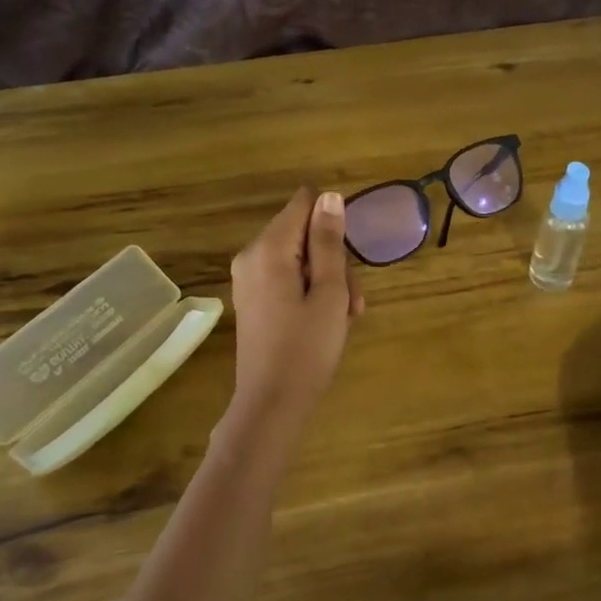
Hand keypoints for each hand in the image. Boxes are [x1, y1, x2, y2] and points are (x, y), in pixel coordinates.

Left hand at [227, 187, 364, 429]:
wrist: (271, 404)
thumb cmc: (307, 349)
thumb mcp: (329, 292)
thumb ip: (328, 242)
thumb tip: (329, 196)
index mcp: (269, 248)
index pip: (304, 203)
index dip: (332, 222)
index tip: (347, 257)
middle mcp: (251, 255)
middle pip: (301, 232)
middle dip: (333, 258)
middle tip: (352, 299)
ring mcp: (248, 278)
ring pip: (297, 257)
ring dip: (327, 278)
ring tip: (346, 315)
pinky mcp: (252, 298)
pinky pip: (285, 277)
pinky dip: (309, 290)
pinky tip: (326, 319)